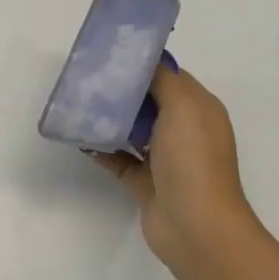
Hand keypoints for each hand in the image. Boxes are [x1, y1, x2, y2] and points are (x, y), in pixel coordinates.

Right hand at [92, 64, 258, 278]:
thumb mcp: (183, 106)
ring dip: (109, 119)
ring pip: (132, 130)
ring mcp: (164, 159)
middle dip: (122, 91)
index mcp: (199, 109)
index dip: (143, 64)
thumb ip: (163, 80)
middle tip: (88, 78)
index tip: (111, 54)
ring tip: (78, 104)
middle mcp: (184, 131)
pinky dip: (101, 149)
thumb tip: (145, 64)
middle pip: (149, 102)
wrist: (194, 224)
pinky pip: (119, 159)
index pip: (170, 77)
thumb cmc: (192, 159)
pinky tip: (79, 138)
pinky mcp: (144, 182)